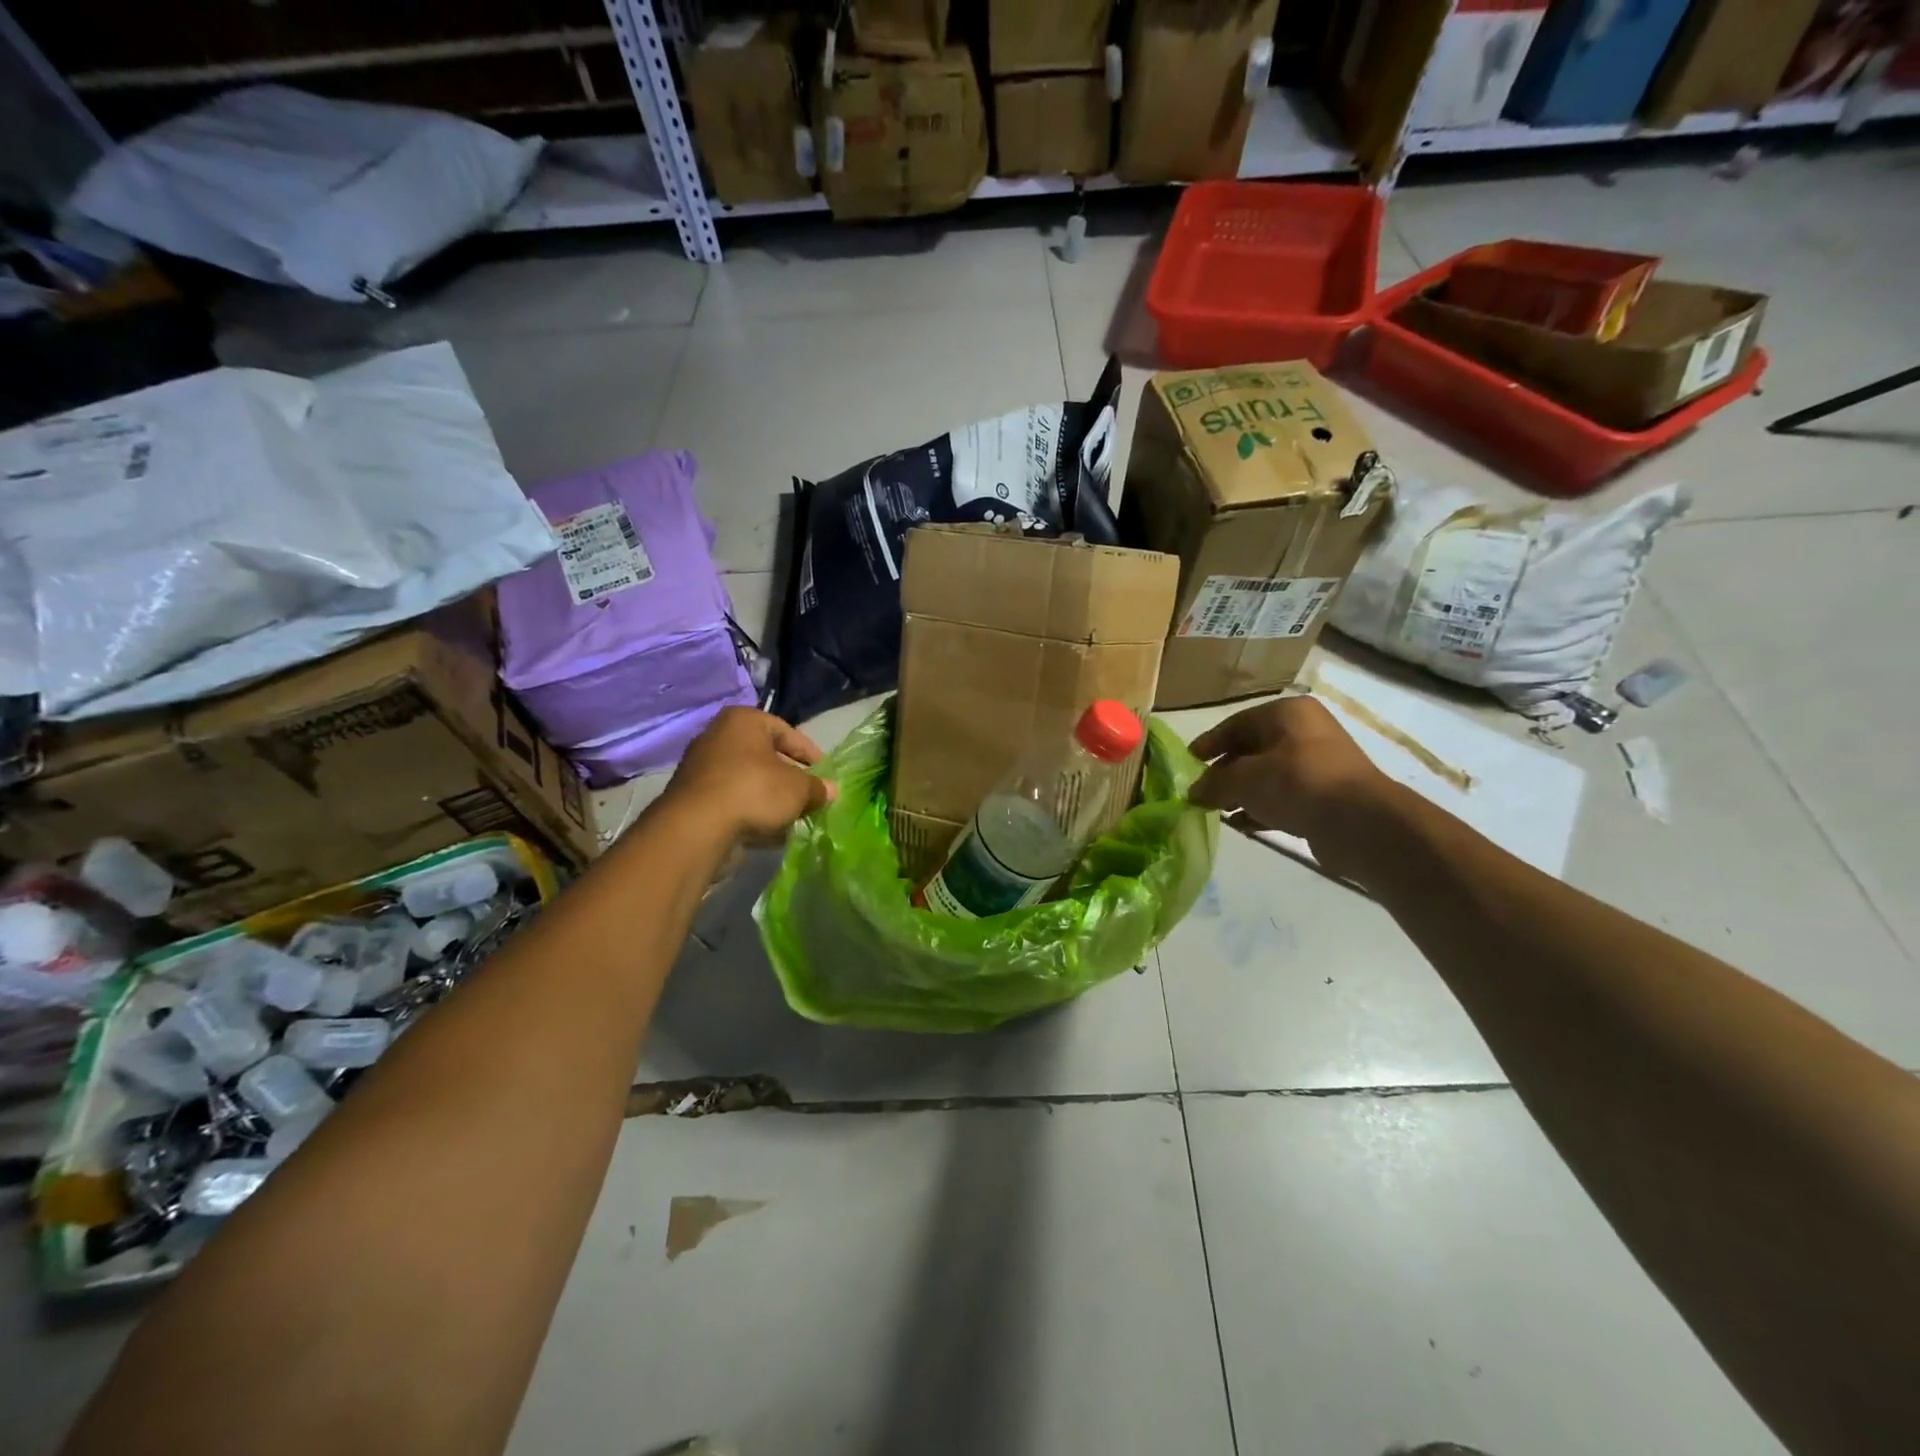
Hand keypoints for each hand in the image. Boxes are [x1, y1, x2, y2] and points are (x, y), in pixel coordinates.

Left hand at [665, 707, 834, 840]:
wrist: (696, 827)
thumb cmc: (754, 790)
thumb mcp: (798, 789)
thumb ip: (817, 787)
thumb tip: (831, 790)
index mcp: (743, 721)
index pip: (787, 732)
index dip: (810, 754)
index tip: (825, 774)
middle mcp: (718, 736)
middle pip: (764, 756)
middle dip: (788, 777)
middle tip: (808, 795)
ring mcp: (701, 767)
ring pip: (747, 779)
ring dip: (769, 797)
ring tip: (790, 816)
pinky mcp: (692, 797)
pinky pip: (731, 800)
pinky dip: (749, 811)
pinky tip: (767, 831)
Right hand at [1188, 696, 1396, 875]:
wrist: (1358, 822)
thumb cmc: (1294, 783)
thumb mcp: (1242, 779)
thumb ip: (1213, 783)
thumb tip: (1194, 791)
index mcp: (1287, 713)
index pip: (1236, 724)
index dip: (1209, 743)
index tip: (1188, 762)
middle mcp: (1306, 731)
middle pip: (1252, 749)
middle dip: (1225, 772)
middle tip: (1201, 791)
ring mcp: (1319, 764)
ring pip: (1268, 775)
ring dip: (1242, 792)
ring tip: (1218, 811)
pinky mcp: (1327, 795)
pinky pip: (1285, 796)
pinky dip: (1262, 807)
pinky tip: (1242, 824)